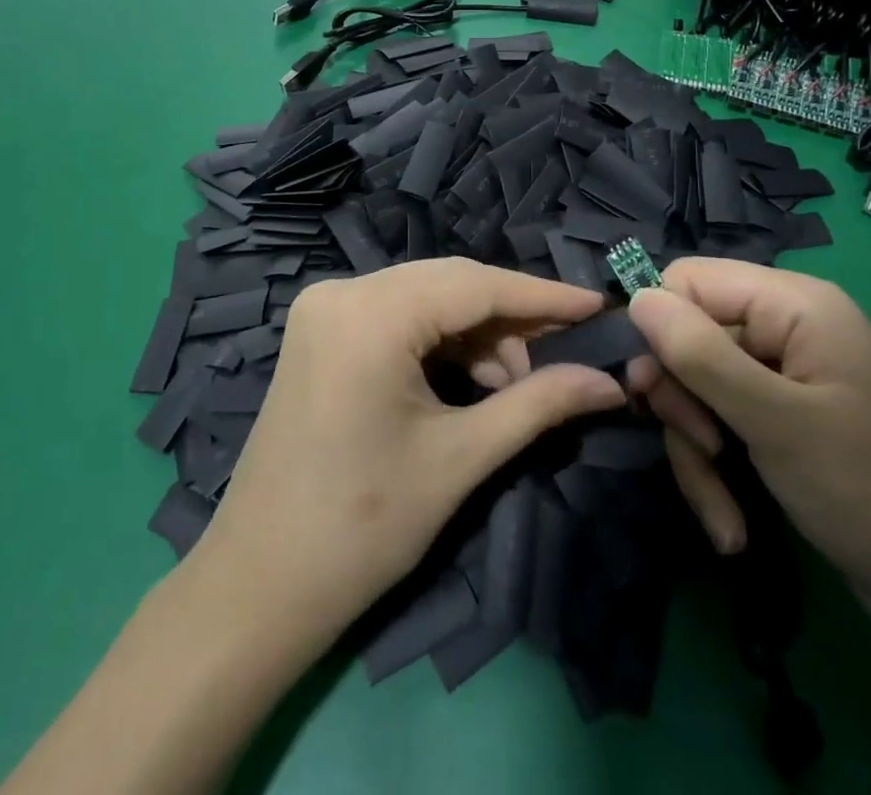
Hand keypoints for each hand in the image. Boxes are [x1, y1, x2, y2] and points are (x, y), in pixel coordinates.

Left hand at [193, 258, 626, 642]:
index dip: (543, 297)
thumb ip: (540, 404)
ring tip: (515, 385)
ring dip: (476, 333)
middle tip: (567, 351)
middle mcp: (342, 290)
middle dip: (511, 318)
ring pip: (425, 298)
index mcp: (370, 313)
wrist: (259, 585)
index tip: (599, 307)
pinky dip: (440, 341)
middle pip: (450, 285)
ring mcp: (325, 307)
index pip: (476, 285)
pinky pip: (398, 316)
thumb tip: (611, 382)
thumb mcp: (461, 458)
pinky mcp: (321, 331)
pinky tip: (471, 379)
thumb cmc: (363, 527)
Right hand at [628, 258, 870, 642]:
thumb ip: (699, 354)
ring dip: (697, 451)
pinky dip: (717, 472)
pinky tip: (731, 524)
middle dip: (682, 401)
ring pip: (697, 389)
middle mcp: (785, 328)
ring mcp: (783, 377)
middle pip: (688, 338)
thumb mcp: (776, 422)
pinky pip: (721, 424)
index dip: (660, 326)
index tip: (650, 388)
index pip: (688, 279)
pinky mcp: (780, 421)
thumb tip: (635, 297)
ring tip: (722, 512)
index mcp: (793, 303)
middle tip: (701, 449)